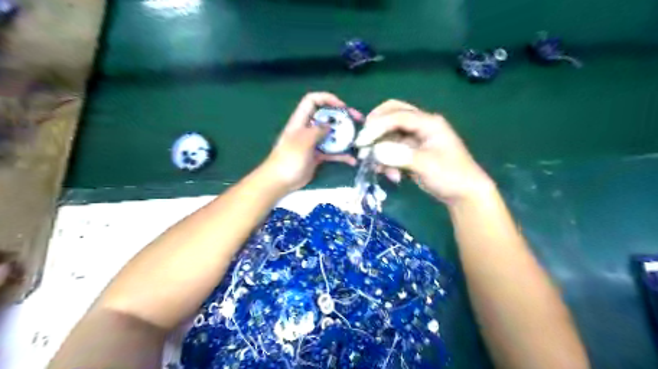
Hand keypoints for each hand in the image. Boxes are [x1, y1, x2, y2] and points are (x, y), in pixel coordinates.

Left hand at [261, 93, 358, 191]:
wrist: (280, 181)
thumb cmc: (289, 158)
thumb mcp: (303, 141)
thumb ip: (317, 130)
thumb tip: (330, 125)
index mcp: (301, 120)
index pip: (312, 100)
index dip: (327, 99)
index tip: (342, 107)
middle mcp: (308, 129)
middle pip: (327, 117)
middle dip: (342, 117)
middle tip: (358, 121)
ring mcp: (313, 143)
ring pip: (332, 135)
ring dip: (345, 137)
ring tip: (358, 140)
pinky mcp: (317, 156)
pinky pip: (332, 152)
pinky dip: (342, 155)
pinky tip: (352, 160)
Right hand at [355, 100, 493, 204]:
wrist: (464, 194)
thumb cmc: (451, 176)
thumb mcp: (426, 165)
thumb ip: (399, 156)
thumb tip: (375, 151)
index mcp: (428, 122)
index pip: (398, 116)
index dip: (377, 126)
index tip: (362, 142)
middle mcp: (421, 125)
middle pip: (393, 114)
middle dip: (375, 127)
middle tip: (363, 142)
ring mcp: (416, 138)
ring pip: (390, 134)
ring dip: (381, 149)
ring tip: (378, 168)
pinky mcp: (412, 151)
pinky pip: (393, 149)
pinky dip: (387, 160)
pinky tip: (391, 176)